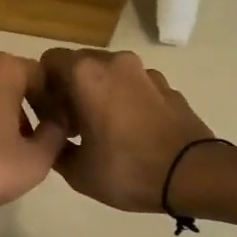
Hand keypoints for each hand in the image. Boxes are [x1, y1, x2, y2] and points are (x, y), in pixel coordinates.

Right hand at [39, 49, 214, 211]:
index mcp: (86, 74)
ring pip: (109, 75)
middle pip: (80, 65)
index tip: (48, 117)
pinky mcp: (168, 86)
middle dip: (70, 90)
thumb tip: (51, 139)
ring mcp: (146, 72)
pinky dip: (125, 101)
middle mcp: (115, 62)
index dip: (42, 88)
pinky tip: (131, 133)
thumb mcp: (78, 172)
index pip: (49, 62)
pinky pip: (134, 87)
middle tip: (71, 126)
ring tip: (103, 131)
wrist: (193, 174)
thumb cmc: (128, 170)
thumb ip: (54, 149)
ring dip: (99, 94)